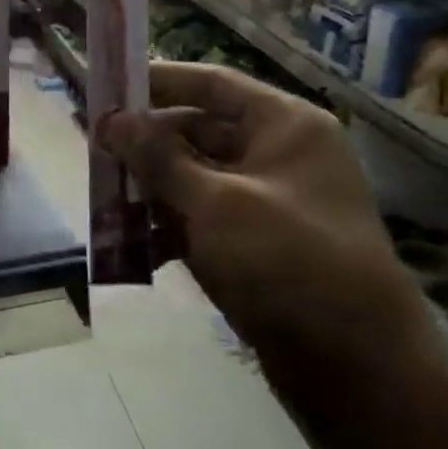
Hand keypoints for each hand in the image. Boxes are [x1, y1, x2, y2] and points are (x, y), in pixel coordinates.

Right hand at [102, 61, 429, 384]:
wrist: (356, 366)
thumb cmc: (288, 262)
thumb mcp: (215, 203)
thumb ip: (158, 158)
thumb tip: (111, 118)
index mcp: (284, 126)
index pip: (211, 84)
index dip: (156, 82)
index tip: (105, 87)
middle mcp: (277, 155)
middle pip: (197, 132)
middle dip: (144, 145)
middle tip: (91, 151)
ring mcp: (267, 203)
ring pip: (193, 180)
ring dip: (149, 189)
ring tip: (100, 199)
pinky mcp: (255, 245)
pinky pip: (201, 220)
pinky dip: (168, 228)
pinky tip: (130, 245)